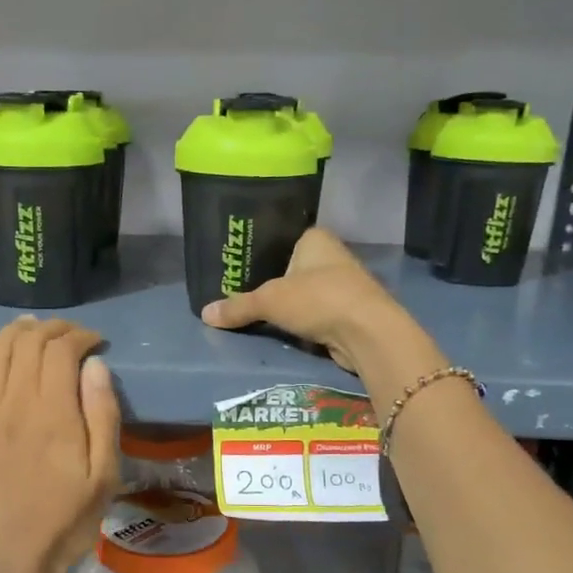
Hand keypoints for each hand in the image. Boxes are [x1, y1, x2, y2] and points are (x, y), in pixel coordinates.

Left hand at [0, 317, 121, 572]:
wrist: (11, 557)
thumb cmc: (67, 519)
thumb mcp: (105, 474)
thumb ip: (103, 415)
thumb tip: (95, 365)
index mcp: (54, 413)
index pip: (62, 350)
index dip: (80, 336)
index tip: (96, 342)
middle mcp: (15, 402)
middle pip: (28, 342)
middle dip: (53, 329)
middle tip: (71, 335)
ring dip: (16, 331)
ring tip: (34, 329)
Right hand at [199, 228, 419, 376]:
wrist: (367, 333)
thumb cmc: (318, 299)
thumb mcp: (269, 301)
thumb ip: (238, 306)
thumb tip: (204, 314)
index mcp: (315, 239)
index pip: (281, 239)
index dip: (260, 252)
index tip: (237, 267)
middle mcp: (331, 256)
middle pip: (291, 268)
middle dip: (270, 283)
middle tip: (237, 294)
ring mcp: (343, 285)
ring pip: (303, 293)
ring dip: (286, 306)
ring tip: (253, 314)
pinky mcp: (347, 313)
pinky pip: (314, 315)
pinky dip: (300, 322)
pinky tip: (281, 330)